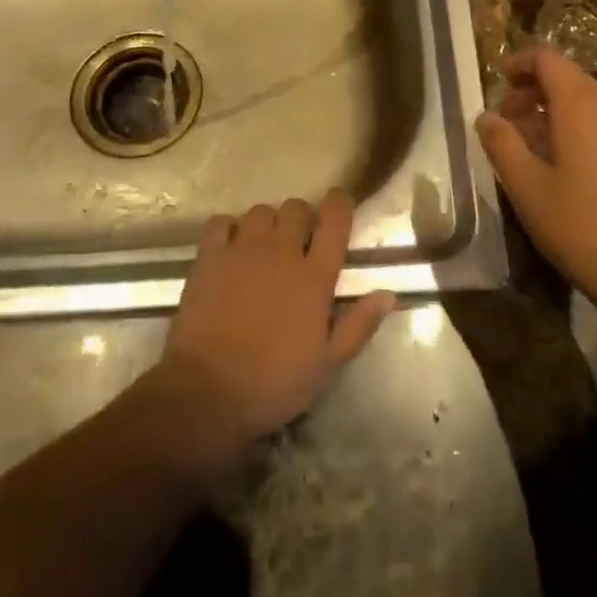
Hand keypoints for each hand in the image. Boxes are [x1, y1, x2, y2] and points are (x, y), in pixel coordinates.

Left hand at [152, 190, 395, 463]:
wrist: (208, 392)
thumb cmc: (274, 383)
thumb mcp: (326, 364)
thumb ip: (358, 325)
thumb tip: (388, 293)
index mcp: (314, 275)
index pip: (335, 220)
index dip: (340, 204)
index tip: (339, 205)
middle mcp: (281, 251)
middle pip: (296, 208)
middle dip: (301, 218)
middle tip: (298, 241)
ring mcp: (243, 249)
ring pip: (261, 211)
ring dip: (267, 222)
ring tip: (264, 245)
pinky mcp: (210, 256)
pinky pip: (222, 222)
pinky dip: (229, 228)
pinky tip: (230, 247)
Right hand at [476, 48, 596, 320]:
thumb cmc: (583, 227)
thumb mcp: (527, 187)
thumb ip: (502, 144)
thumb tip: (485, 116)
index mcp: (581, 103)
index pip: (547, 58)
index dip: (520, 63)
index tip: (498, 83)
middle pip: (568, 78)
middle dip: (533, 92)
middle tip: (507, 122)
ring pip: (588, 104)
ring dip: (555, 114)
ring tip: (530, 149)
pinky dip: (579, 131)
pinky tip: (565, 170)